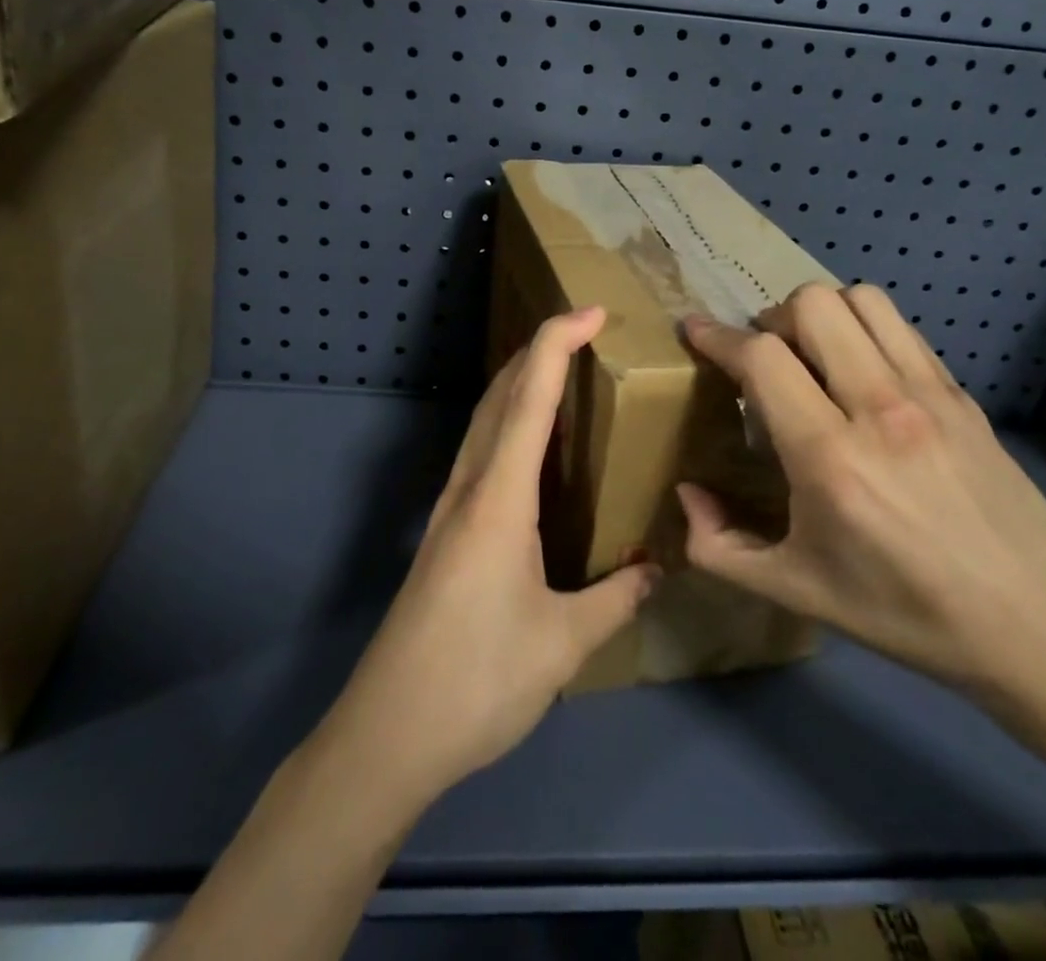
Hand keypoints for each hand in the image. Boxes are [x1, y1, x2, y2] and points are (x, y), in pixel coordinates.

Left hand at [317, 307, 659, 805]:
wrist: (388, 733)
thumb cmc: (477, 680)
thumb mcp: (563, 644)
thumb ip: (615, 599)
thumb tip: (657, 569)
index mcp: (499, 498)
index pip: (530, 398)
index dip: (558, 344)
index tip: (591, 312)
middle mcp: (468, 487)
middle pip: (500, 395)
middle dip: (538, 351)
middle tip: (584, 333)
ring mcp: (448, 508)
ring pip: (484, 421)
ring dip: (519, 384)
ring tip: (562, 375)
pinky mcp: (442, 533)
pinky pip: (478, 453)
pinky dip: (507, 423)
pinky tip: (529, 450)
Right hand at [677, 284, 1045, 695]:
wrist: (1037, 629)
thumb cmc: (905, 614)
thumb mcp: (796, 591)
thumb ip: (719, 546)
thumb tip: (687, 494)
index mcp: (830, 458)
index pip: (763, 358)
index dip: (717, 336)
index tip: (694, 331)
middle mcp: (879, 408)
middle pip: (812, 306)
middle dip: (771, 319)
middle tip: (765, 358)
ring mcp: (930, 395)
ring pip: (862, 300)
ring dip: (822, 314)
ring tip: (812, 354)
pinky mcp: (963, 396)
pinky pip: (902, 328)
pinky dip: (866, 329)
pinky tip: (862, 373)